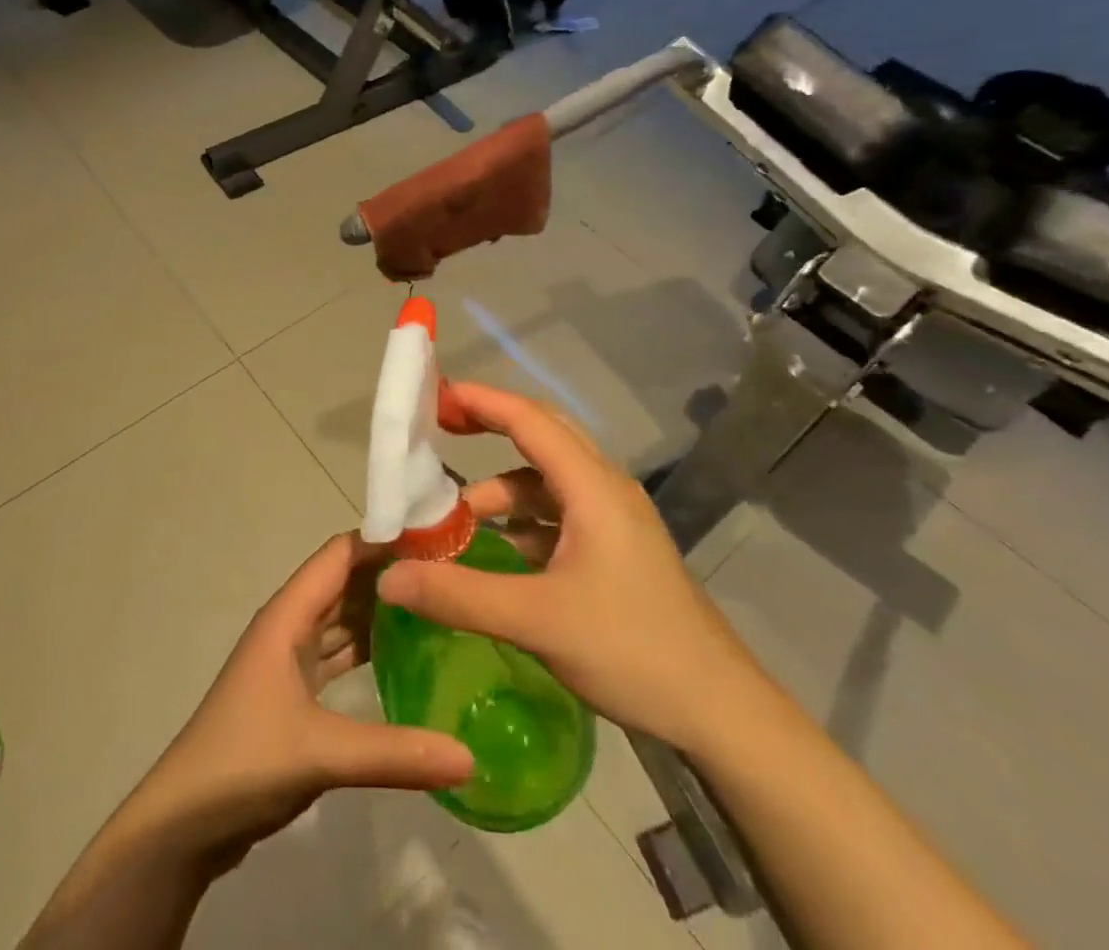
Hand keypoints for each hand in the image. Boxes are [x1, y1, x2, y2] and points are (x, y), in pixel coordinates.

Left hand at [124, 532, 473, 875]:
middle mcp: (289, 626)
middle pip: (344, 581)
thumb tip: (469, 757)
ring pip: (342, 618)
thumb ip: (395, 754)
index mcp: (287, 615)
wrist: (181, 826)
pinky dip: (368, 648)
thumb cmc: (243, 764)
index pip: (340, 554)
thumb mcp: (321, 754)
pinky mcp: (294, 693)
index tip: (438, 538)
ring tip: (438, 605)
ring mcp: (290, 660)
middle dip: (390, 573)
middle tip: (451, 573)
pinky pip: (338, 654)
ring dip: (381, 609)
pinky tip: (405, 657)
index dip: (384, 540)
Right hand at [378, 382, 764, 753]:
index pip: (529, 419)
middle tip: (440, 430)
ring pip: (548, 481)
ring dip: (503, 487)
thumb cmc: (634, 650)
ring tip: (456, 516)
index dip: (481, 401)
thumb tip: (388, 576)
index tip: (434, 395)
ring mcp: (613, 521)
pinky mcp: (615, 552)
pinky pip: (558, 514)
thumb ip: (459, 595)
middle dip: (490, 426)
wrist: (720, 714)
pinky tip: (495, 550)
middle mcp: (604, 490)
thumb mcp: (539, 620)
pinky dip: (522, 519)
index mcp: (593, 487)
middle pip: (541, 436)